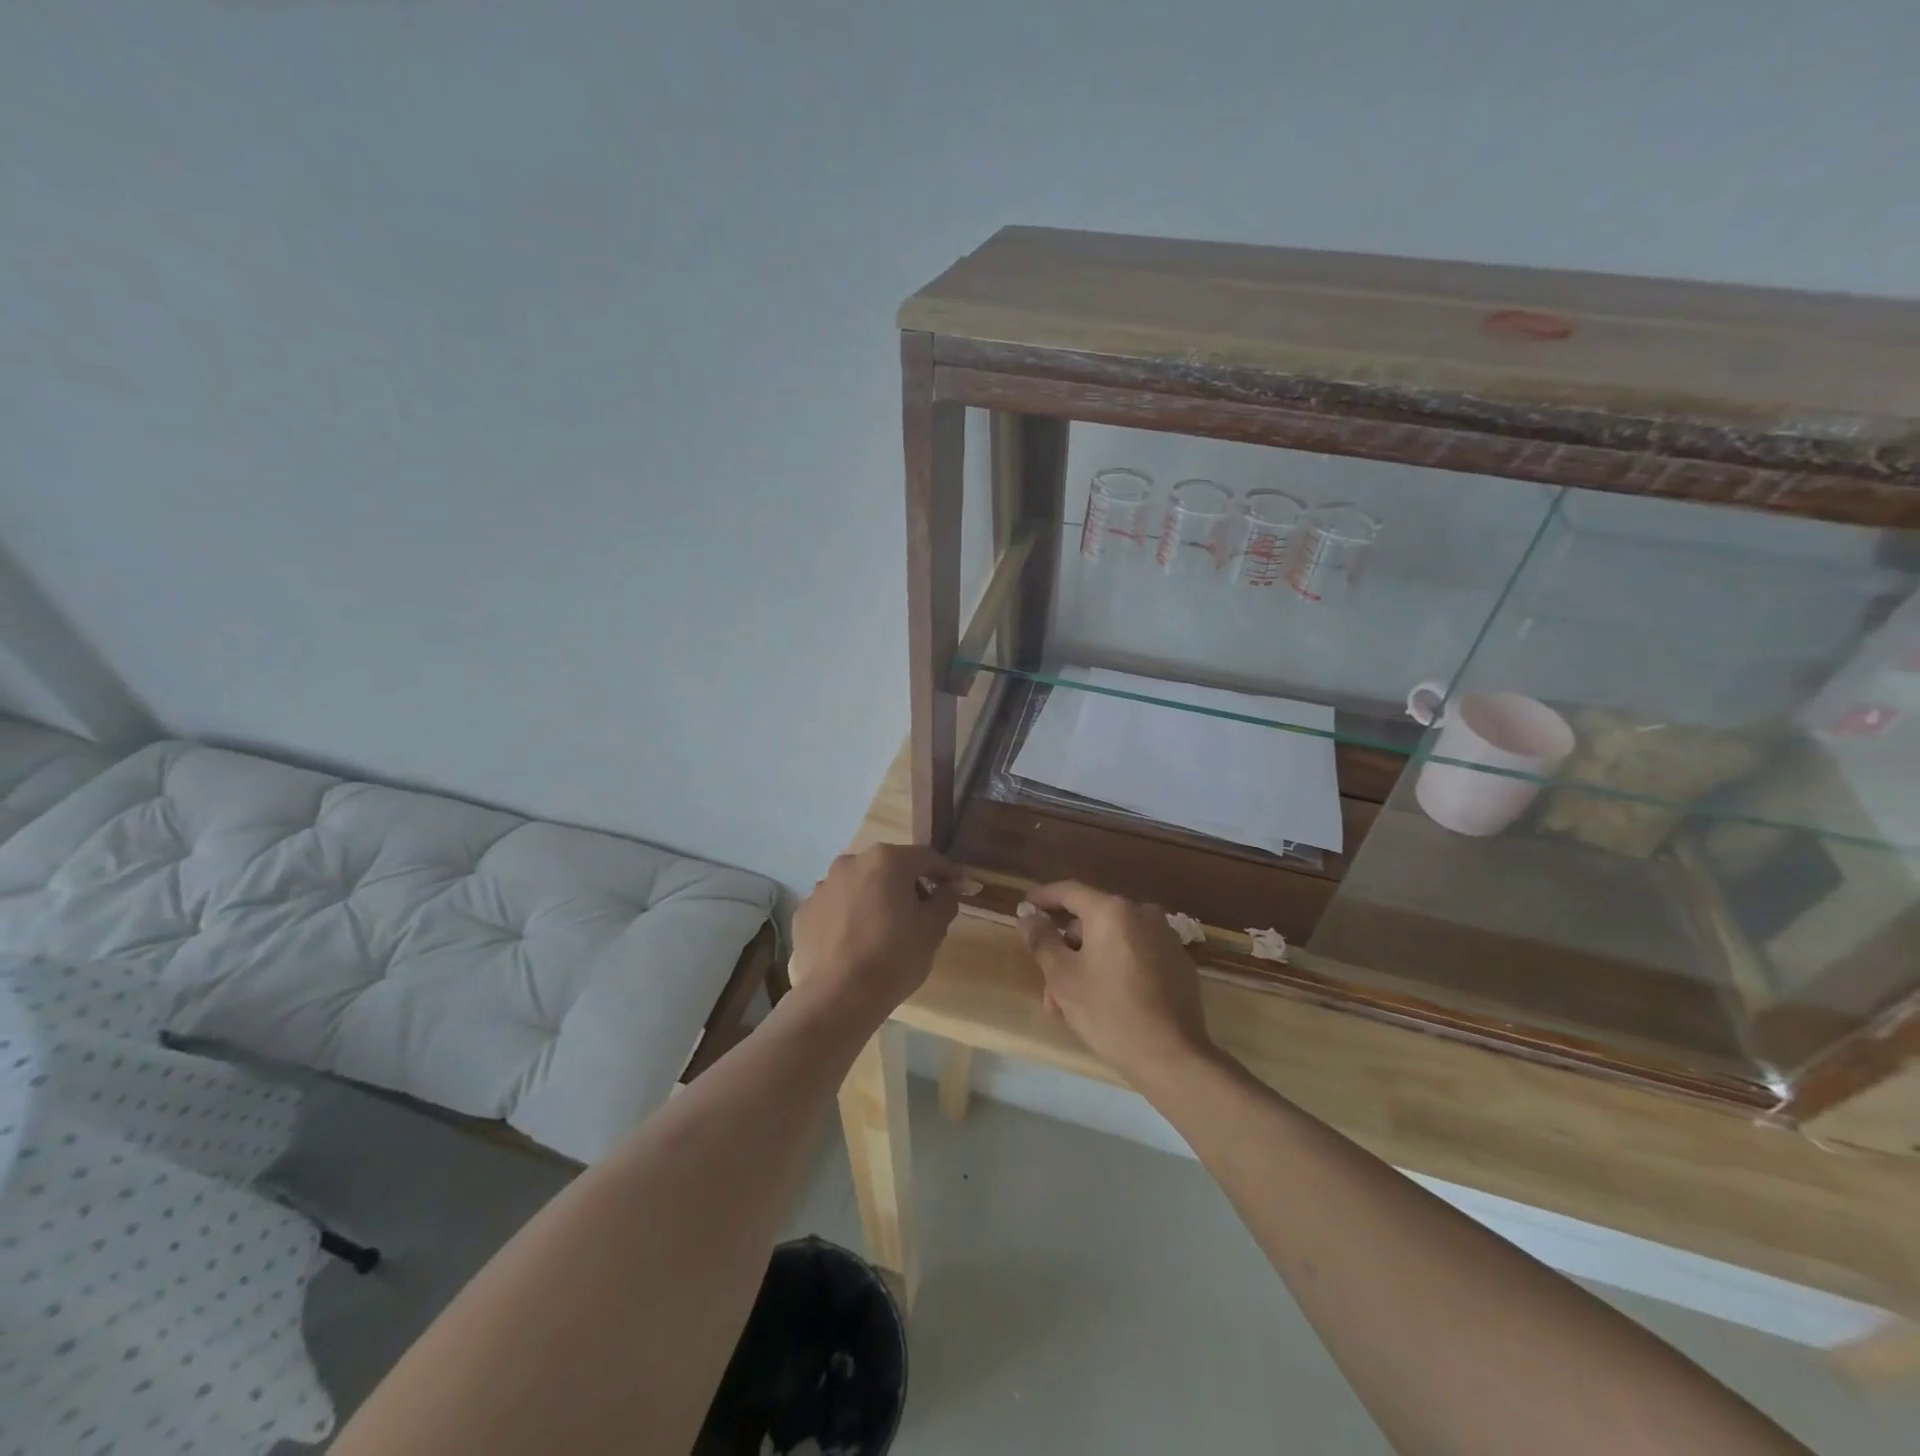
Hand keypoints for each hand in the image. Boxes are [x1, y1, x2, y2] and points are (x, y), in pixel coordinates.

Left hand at [790, 844, 960, 1026]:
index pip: (926, 858)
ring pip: (859, 885)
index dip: (946, 872)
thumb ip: (945, 900)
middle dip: (907, 884)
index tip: (959, 886)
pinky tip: (855, 943)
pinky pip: (835, 907)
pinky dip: (848, 917)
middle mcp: (851, 863)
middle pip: (889, 867)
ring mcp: (823, 886)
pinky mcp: (804, 912)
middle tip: (922, 912)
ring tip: (884, 930)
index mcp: (887, 860)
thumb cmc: (894, 957)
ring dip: (875, 899)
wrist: (838, 996)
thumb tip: (948, 888)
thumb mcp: (933, 929)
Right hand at [1019, 881, 1216, 1086]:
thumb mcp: (1063, 977)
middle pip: (1091, 922)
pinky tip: (1106, 1002)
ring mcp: (1165, 938)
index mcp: (1112, 911)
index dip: (1043, 898)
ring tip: (1072, 1005)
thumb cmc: (1109, 1012)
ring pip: (1113, 942)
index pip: (1069, 891)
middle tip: (1049, 986)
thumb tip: (1027, 914)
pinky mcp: (1179, 963)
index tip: (1025, 908)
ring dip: (1088, 965)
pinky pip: (1136, 955)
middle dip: (1066, 951)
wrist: (1172, 1057)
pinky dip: (1115, 969)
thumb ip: (1042, 940)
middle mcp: (1142, 914)